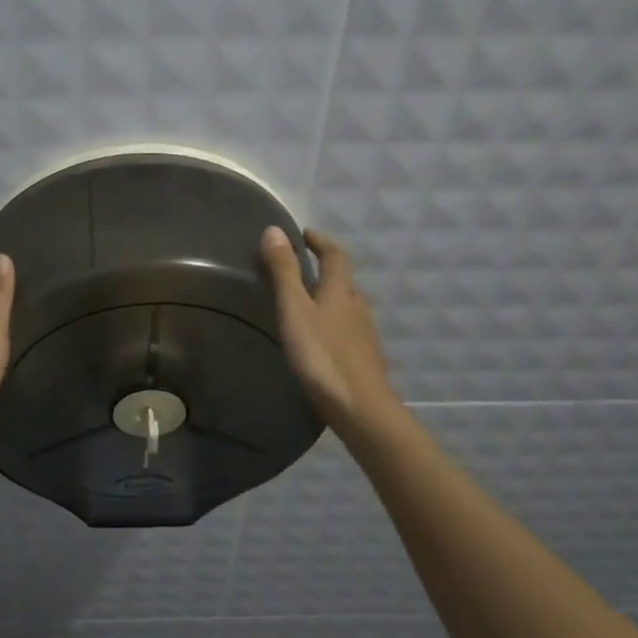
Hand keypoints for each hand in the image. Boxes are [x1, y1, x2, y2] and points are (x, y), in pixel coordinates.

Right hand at [260, 227, 398, 431]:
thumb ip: (284, 272)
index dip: (320, 241)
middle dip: (324, 270)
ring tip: (303, 305)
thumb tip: (274, 229)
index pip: (335, 255)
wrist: (360, 408)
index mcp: (340, 291)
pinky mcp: (363, 358)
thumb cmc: (322, 356)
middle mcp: (357, 307)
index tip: (304, 234)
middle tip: (298, 270)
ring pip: (346, 307)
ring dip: (328, 298)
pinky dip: (332, 324)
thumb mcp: (295, 310)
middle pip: (343, 281)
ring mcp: (363, 334)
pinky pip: (346, 330)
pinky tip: (319, 340)